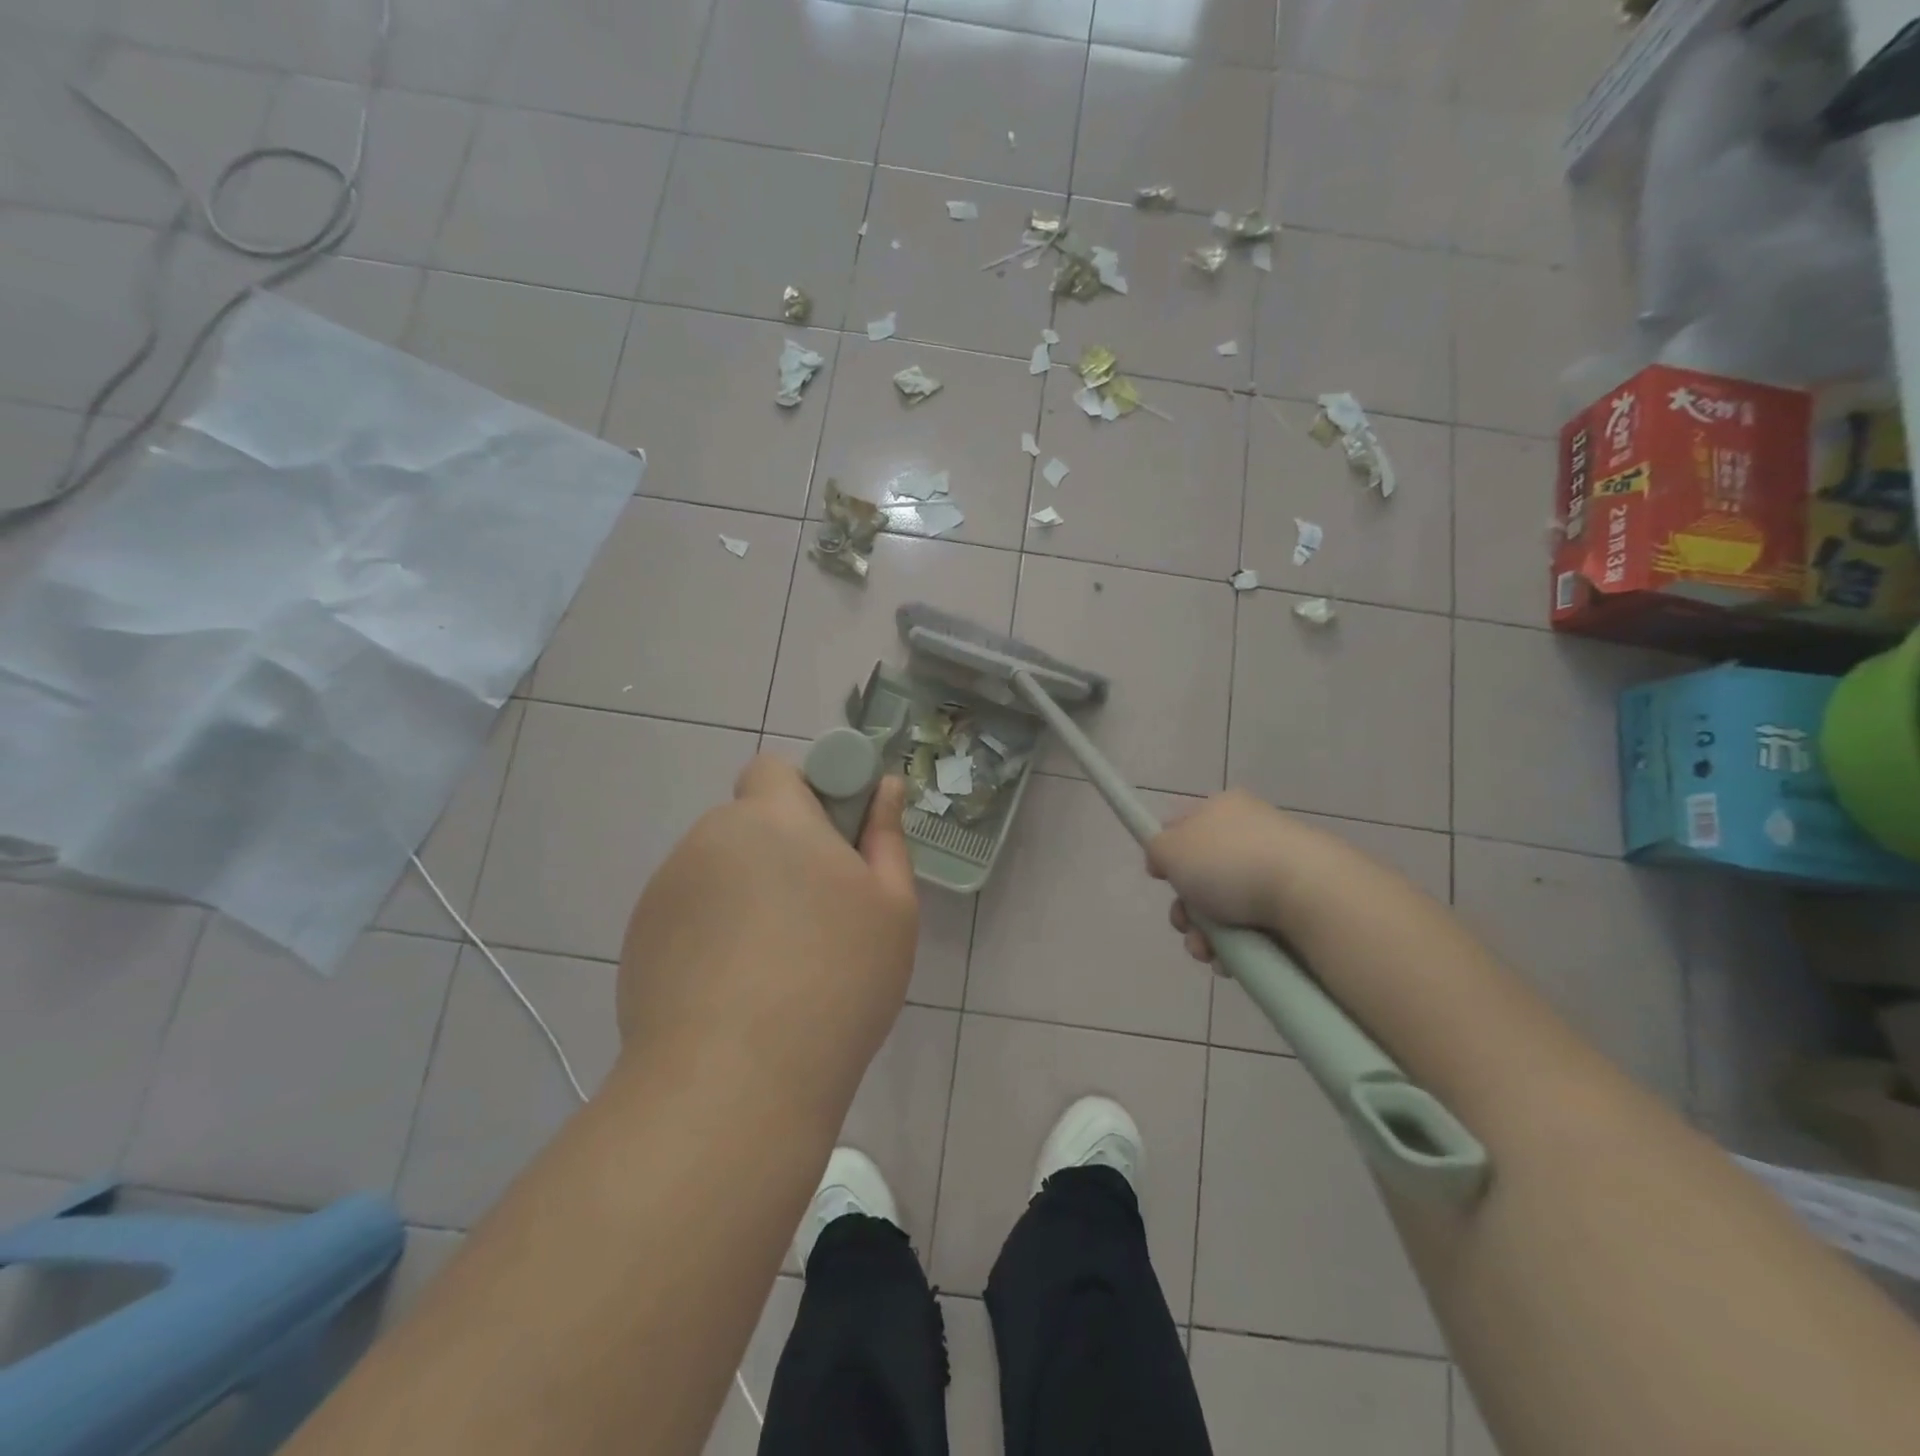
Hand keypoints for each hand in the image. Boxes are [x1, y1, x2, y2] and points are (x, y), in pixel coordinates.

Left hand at [615, 755, 919, 1113]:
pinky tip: (735, 992)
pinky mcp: (639, 938)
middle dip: (779, 851)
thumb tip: (885, 788)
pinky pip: (688, 914)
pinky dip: (712, 933)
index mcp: (773, 818)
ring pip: (718, 871)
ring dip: (745, 893)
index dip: (805, 794)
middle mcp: (710, 839)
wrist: (735, 1082)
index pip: (775, 770)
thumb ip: (887, 836)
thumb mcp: (891, 907)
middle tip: (815, 915)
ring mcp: (667, 890)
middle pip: (748, 824)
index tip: (832, 844)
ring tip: (775, 966)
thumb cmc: (836, 979)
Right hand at [1146, 790, 1358, 964]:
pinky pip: (1252, 929)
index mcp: (1223, 809)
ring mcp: (1276, 869)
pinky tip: (1231, 962)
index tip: (1161, 879)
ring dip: (1205, 935)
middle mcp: (1250, 834)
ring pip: (1223, 908)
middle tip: (1185, 924)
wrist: (1311, 894)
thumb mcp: (1171, 847)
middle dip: (1186, 908)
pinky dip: (1236, 948)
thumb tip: (1164, 858)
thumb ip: (1156, 848)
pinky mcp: (1296, 906)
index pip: (1182, 826)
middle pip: (1200, 875)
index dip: (1166, 854)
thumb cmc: (1231, 863)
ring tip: (1208, 953)